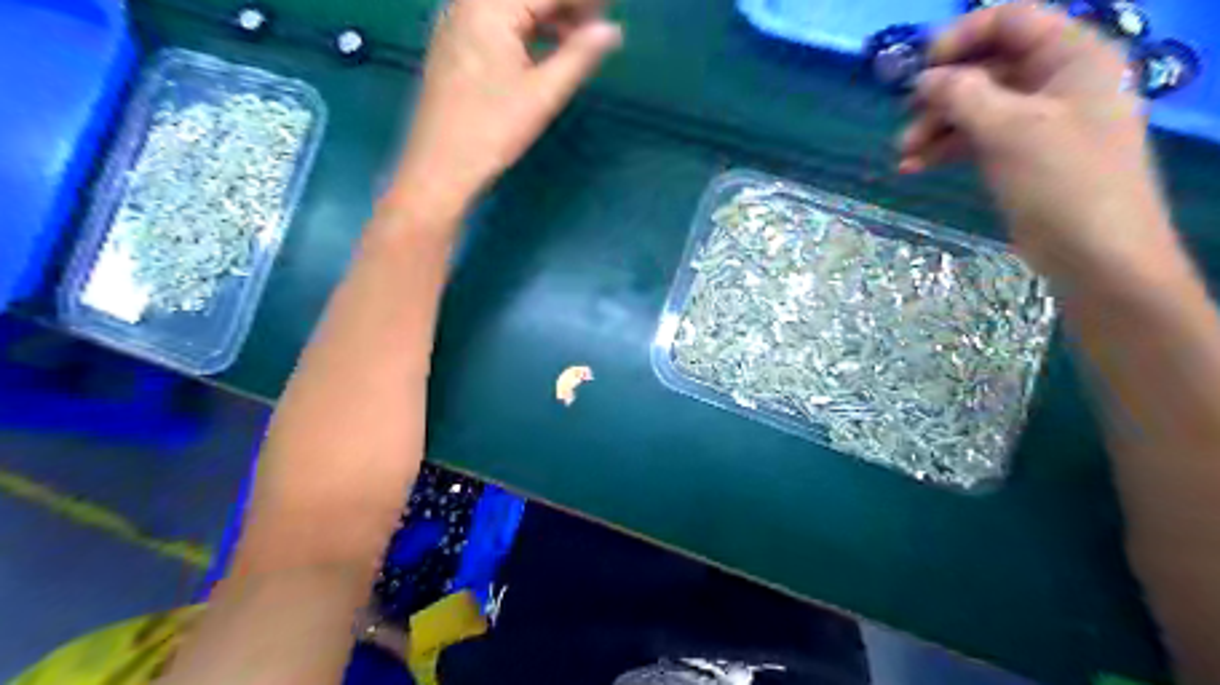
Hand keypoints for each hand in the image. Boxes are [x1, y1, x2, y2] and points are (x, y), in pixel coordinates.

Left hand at [392, 1, 620, 218]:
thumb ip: (579, 56)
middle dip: (565, 6)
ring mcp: (456, 21)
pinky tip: (545, 48)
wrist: (439, 168)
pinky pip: (496, 20)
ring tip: (578, 40)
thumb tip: (612, 30)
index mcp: (489, 7)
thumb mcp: (543, 94)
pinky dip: (525, 28)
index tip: (612, 10)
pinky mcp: (453, 43)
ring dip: (547, 16)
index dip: (583, 0)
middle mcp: (468, 3)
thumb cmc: (493, 131)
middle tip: (598, 26)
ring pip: (512, 7)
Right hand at [900, 4, 1175, 285]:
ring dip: (936, 127)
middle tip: (906, 123)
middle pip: (986, 68)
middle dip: (941, 95)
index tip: (918, 69)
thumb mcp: (1010, 129)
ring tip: (904, 155)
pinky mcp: (1021, 155)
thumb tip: (924, 78)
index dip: (960, 38)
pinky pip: (977, 139)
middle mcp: (1056, 80)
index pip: (1010, 21)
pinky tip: (915, 167)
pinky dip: (946, 150)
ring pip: (976, 107)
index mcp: (1071, 56)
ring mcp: (1038, 121)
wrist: (1095, 253)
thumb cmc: (1062, 181)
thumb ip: (963, 95)